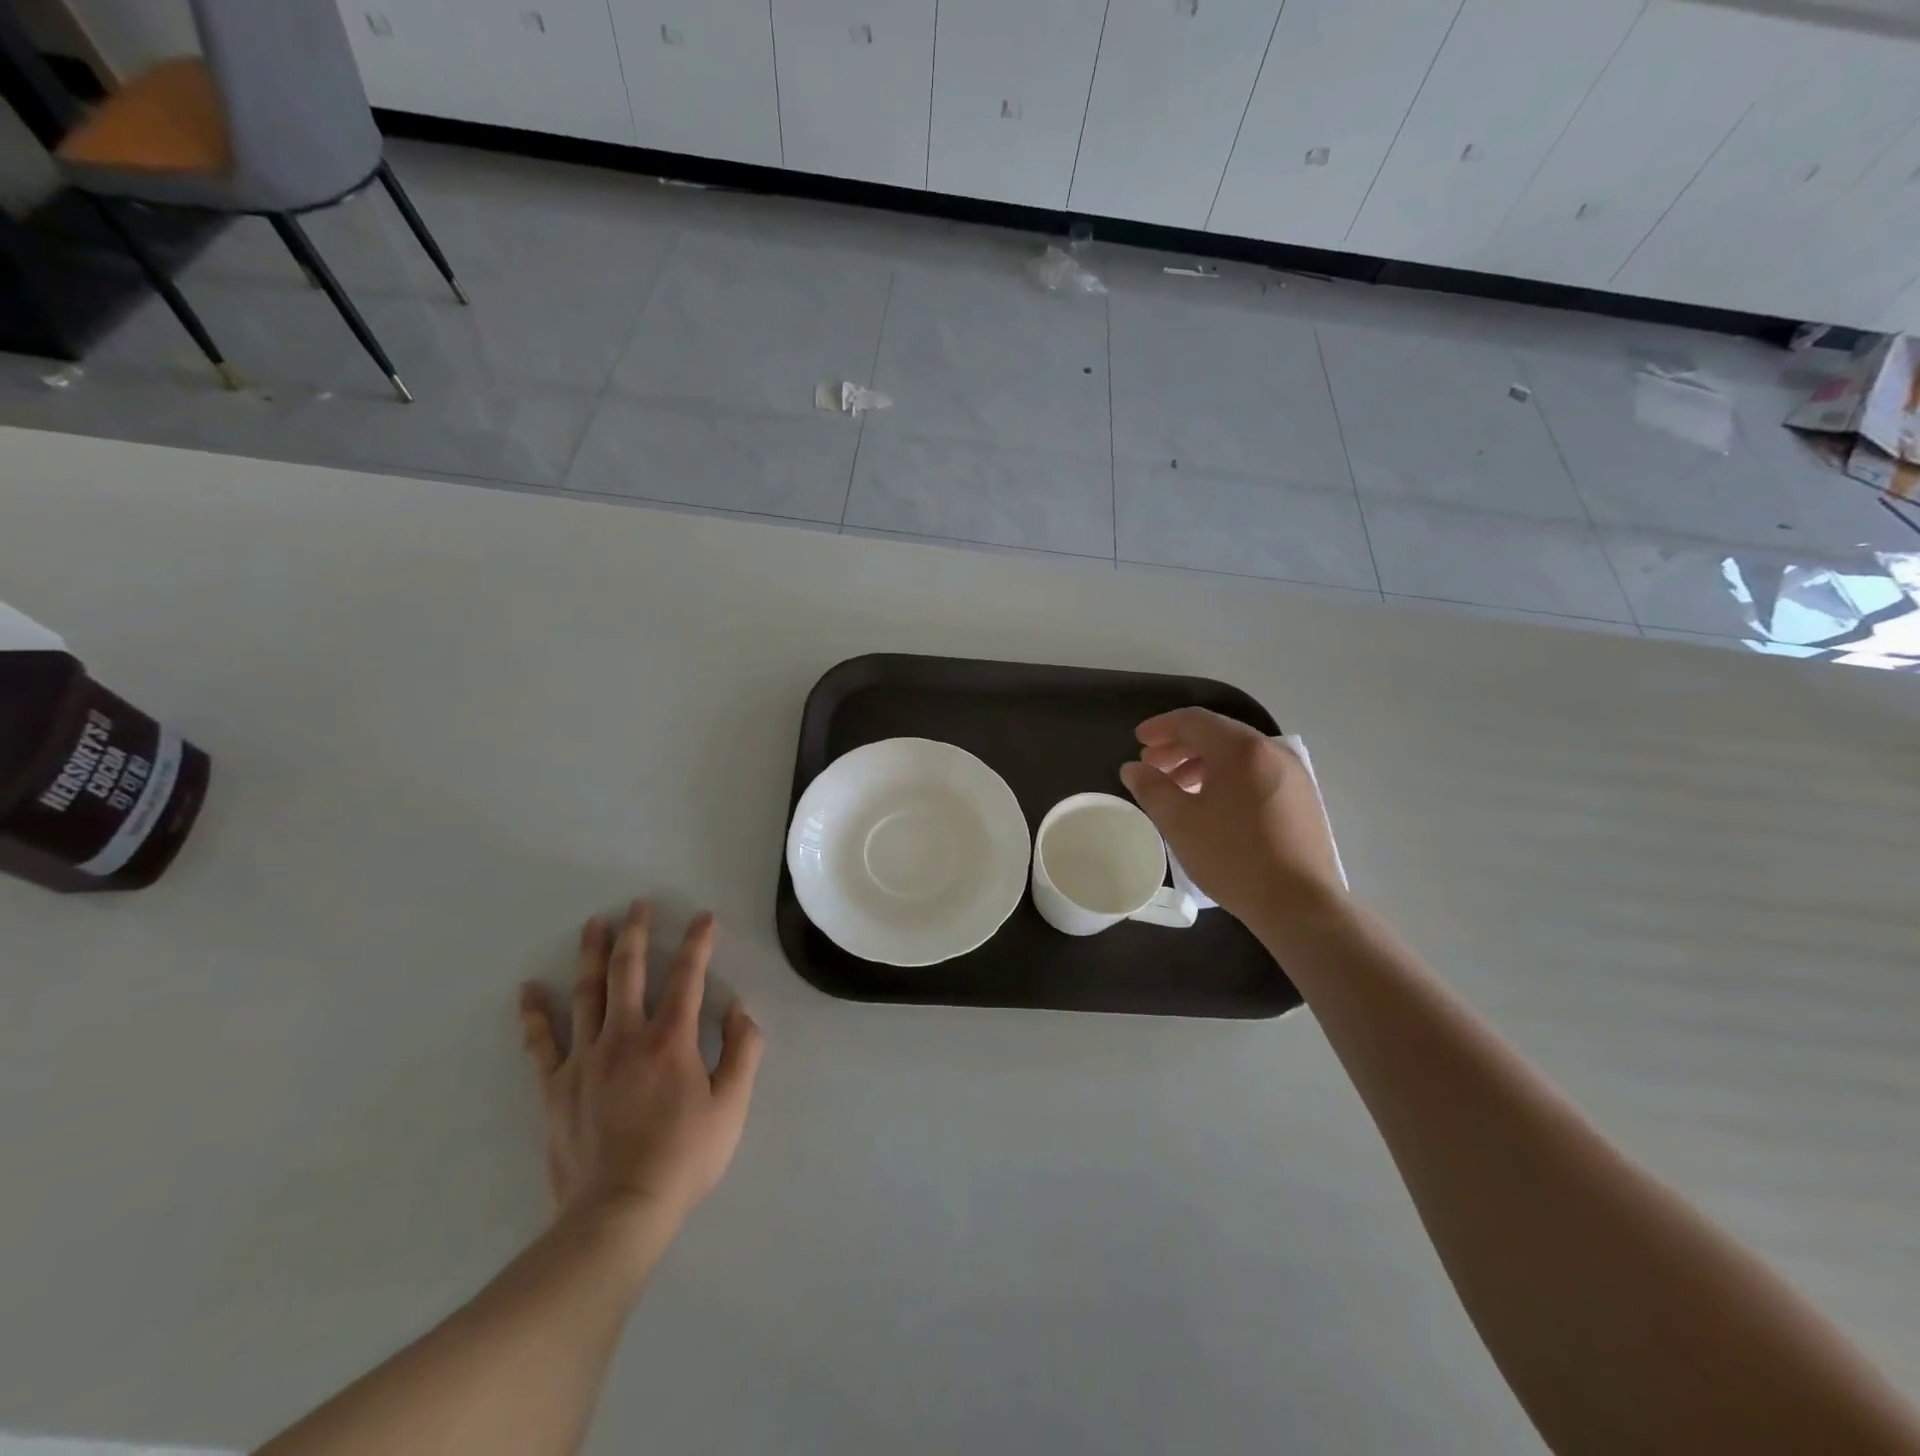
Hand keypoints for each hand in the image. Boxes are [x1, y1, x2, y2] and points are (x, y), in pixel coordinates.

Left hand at [518, 902, 763, 1241]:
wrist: (618, 1214)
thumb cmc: (684, 1158)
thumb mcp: (732, 1106)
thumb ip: (743, 1051)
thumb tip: (739, 1010)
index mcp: (670, 1039)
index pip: (688, 976)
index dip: (698, 942)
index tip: (703, 918)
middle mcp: (625, 1036)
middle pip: (628, 971)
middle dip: (636, 933)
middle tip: (638, 905)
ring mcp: (584, 1059)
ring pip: (587, 994)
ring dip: (592, 955)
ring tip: (594, 924)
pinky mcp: (555, 1087)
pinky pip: (541, 1042)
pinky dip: (534, 1014)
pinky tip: (528, 990)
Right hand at [1119, 708, 1344, 929]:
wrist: (1300, 904)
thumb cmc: (1233, 857)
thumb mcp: (1180, 822)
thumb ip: (1152, 788)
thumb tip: (1133, 768)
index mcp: (1241, 749)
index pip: (1194, 720)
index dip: (1161, 727)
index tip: (1138, 741)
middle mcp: (1272, 750)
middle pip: (1218, 734)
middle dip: (1180, 746)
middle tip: (1152, 765)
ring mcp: (1293, 774)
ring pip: (1239, 755)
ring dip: (1203, 763)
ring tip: (1178, 787)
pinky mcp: (1303, 799)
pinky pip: (1257, 773)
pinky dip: (1228, 777)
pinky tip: (1213, 804)